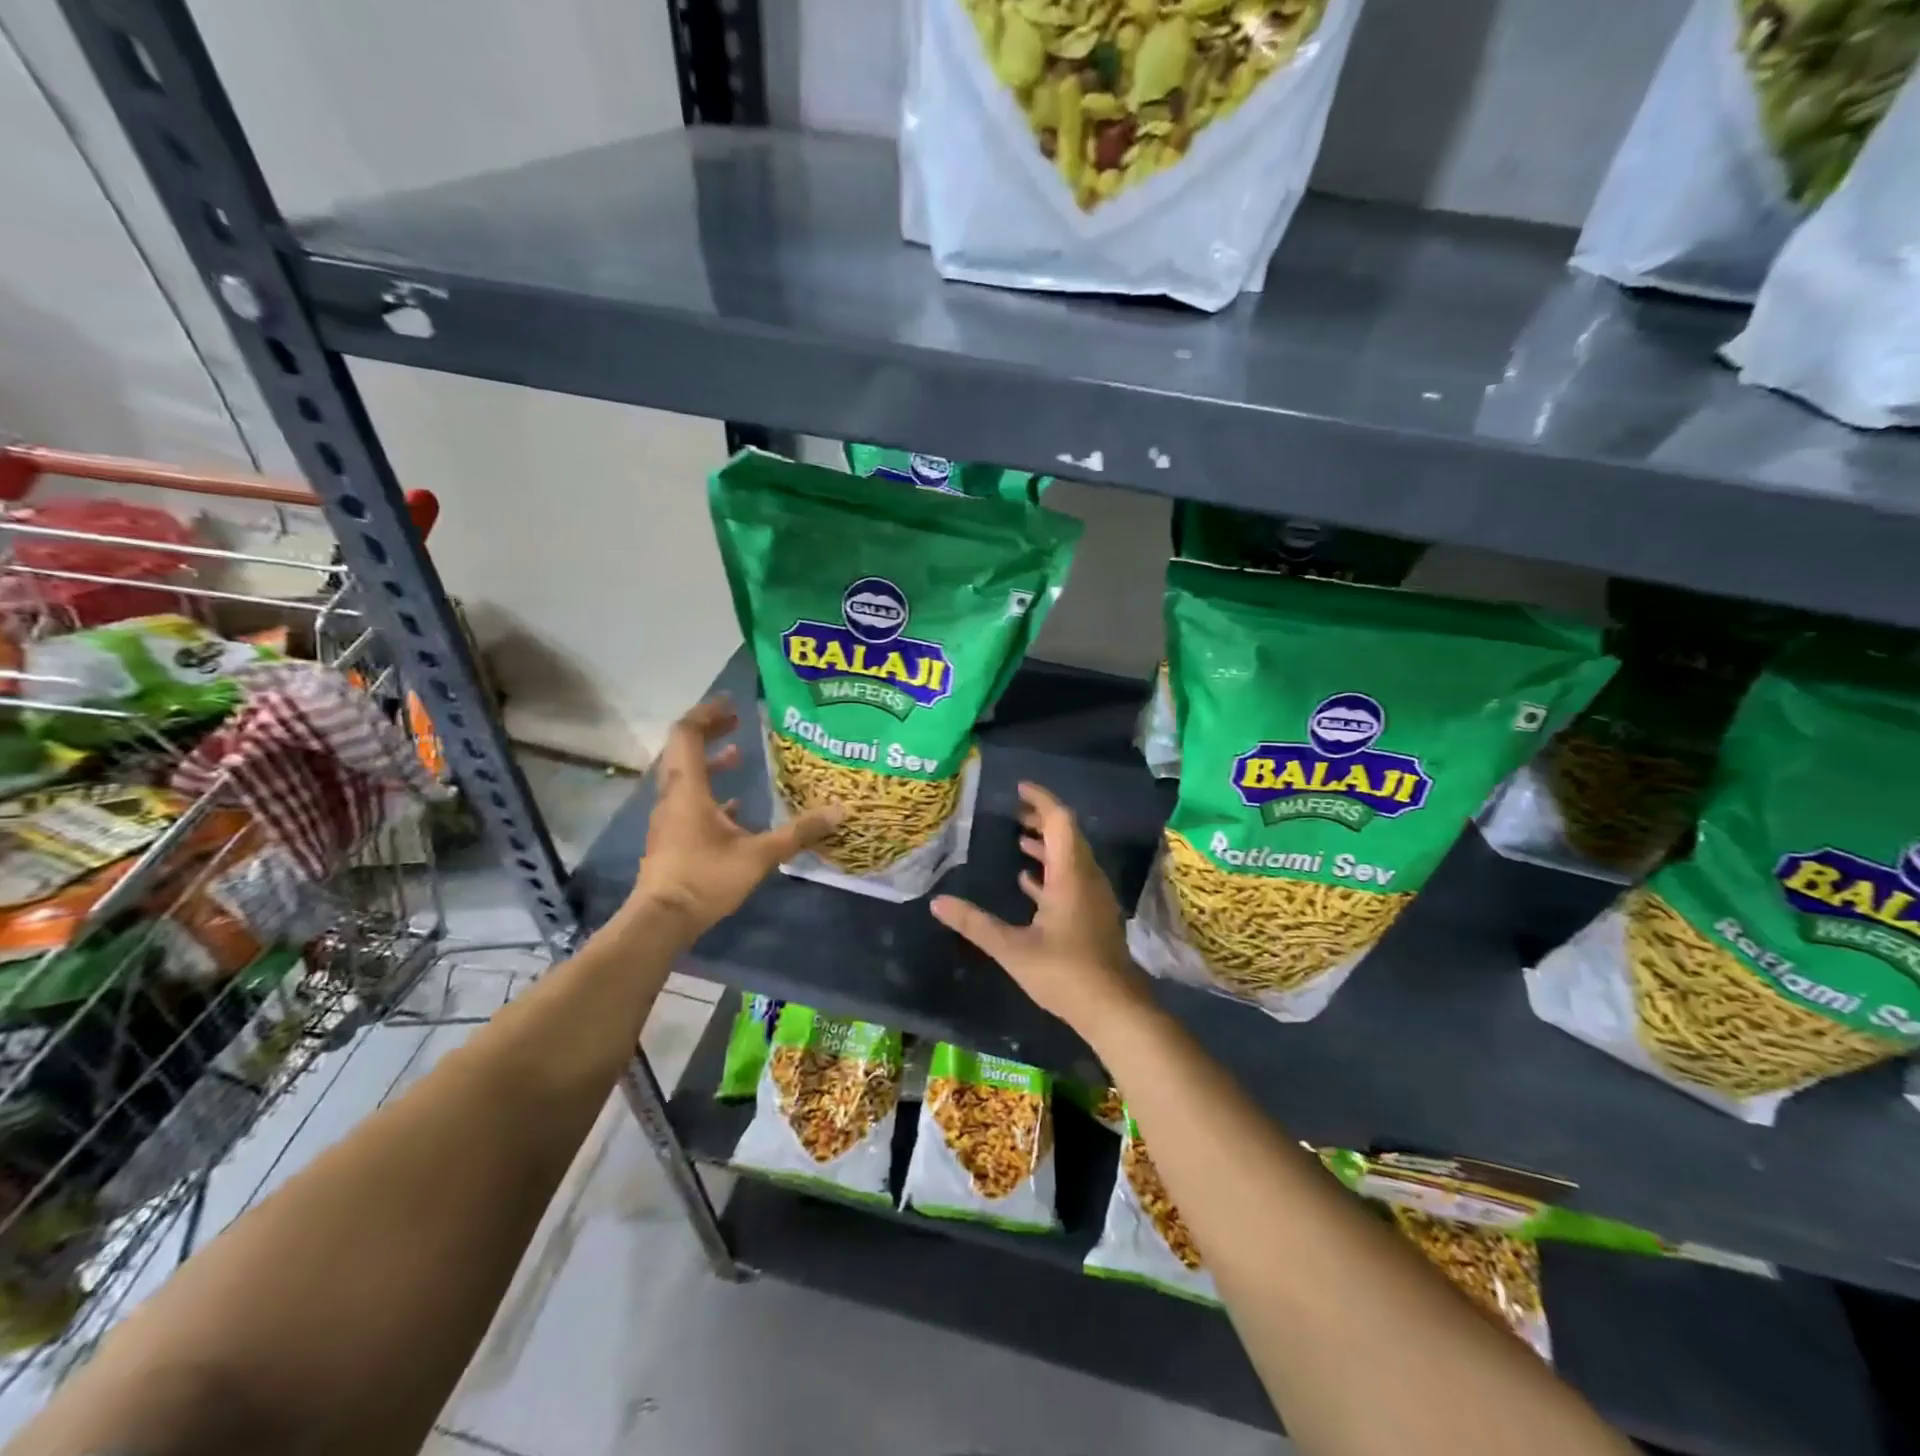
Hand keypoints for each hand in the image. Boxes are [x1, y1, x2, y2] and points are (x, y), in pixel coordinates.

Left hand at [630, 698, 843, 934]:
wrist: (661, 920)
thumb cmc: (705, 879)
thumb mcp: (759, 855)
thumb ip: (798, 832)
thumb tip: (840, 811)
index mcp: (688, 788)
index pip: (688, 735)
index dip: (707, 713)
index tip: (732, 702)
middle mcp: (673, 795)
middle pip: (683, 750)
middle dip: (710, 731)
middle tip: (738, 720)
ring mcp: (669, 817)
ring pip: (685, 775)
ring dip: (710, 760)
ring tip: (740, 753)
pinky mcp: (671, 837)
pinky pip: (688, 800)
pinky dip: (709, 791)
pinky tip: (735, 804)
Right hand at [931, 781, 1148, 1041]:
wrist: (1115, 1009)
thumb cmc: (1065, 973)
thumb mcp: (1013, 949)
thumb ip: (975, 924)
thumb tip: (938, 902)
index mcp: (1071, 875)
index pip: (1060, 821)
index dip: (1041, 800)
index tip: (1019, 788)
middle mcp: (1086, 878)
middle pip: (1067, 835)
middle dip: (1041, 819)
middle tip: (1013, 810)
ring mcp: (1093, 897)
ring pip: (1071, 857)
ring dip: (1047, 845)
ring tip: (1017, 839)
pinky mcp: (1093, 915)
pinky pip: (1072, 879)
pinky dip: (1052, 871)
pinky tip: (1029, 881)